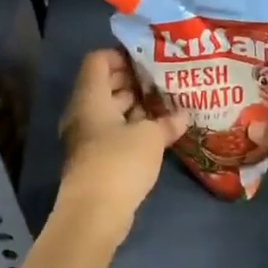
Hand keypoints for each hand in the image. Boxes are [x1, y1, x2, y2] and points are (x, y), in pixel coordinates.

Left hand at [55, 48, 186, 235]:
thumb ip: (167, 122)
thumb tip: (184, 115)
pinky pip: (112, 133)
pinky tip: (156, 131)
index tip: (148, 60)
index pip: (97, 60)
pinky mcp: (94, 159)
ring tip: (165, 104)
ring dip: (134, 106)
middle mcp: (83, 113)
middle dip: (132, 81)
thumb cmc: (119, 162)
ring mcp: (86, 137)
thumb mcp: (151, 137)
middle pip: (104, 85)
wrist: (94, 213)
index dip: (121, 55)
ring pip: (109, 111)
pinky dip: (130, 128)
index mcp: (90, 97)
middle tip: (162, 80)